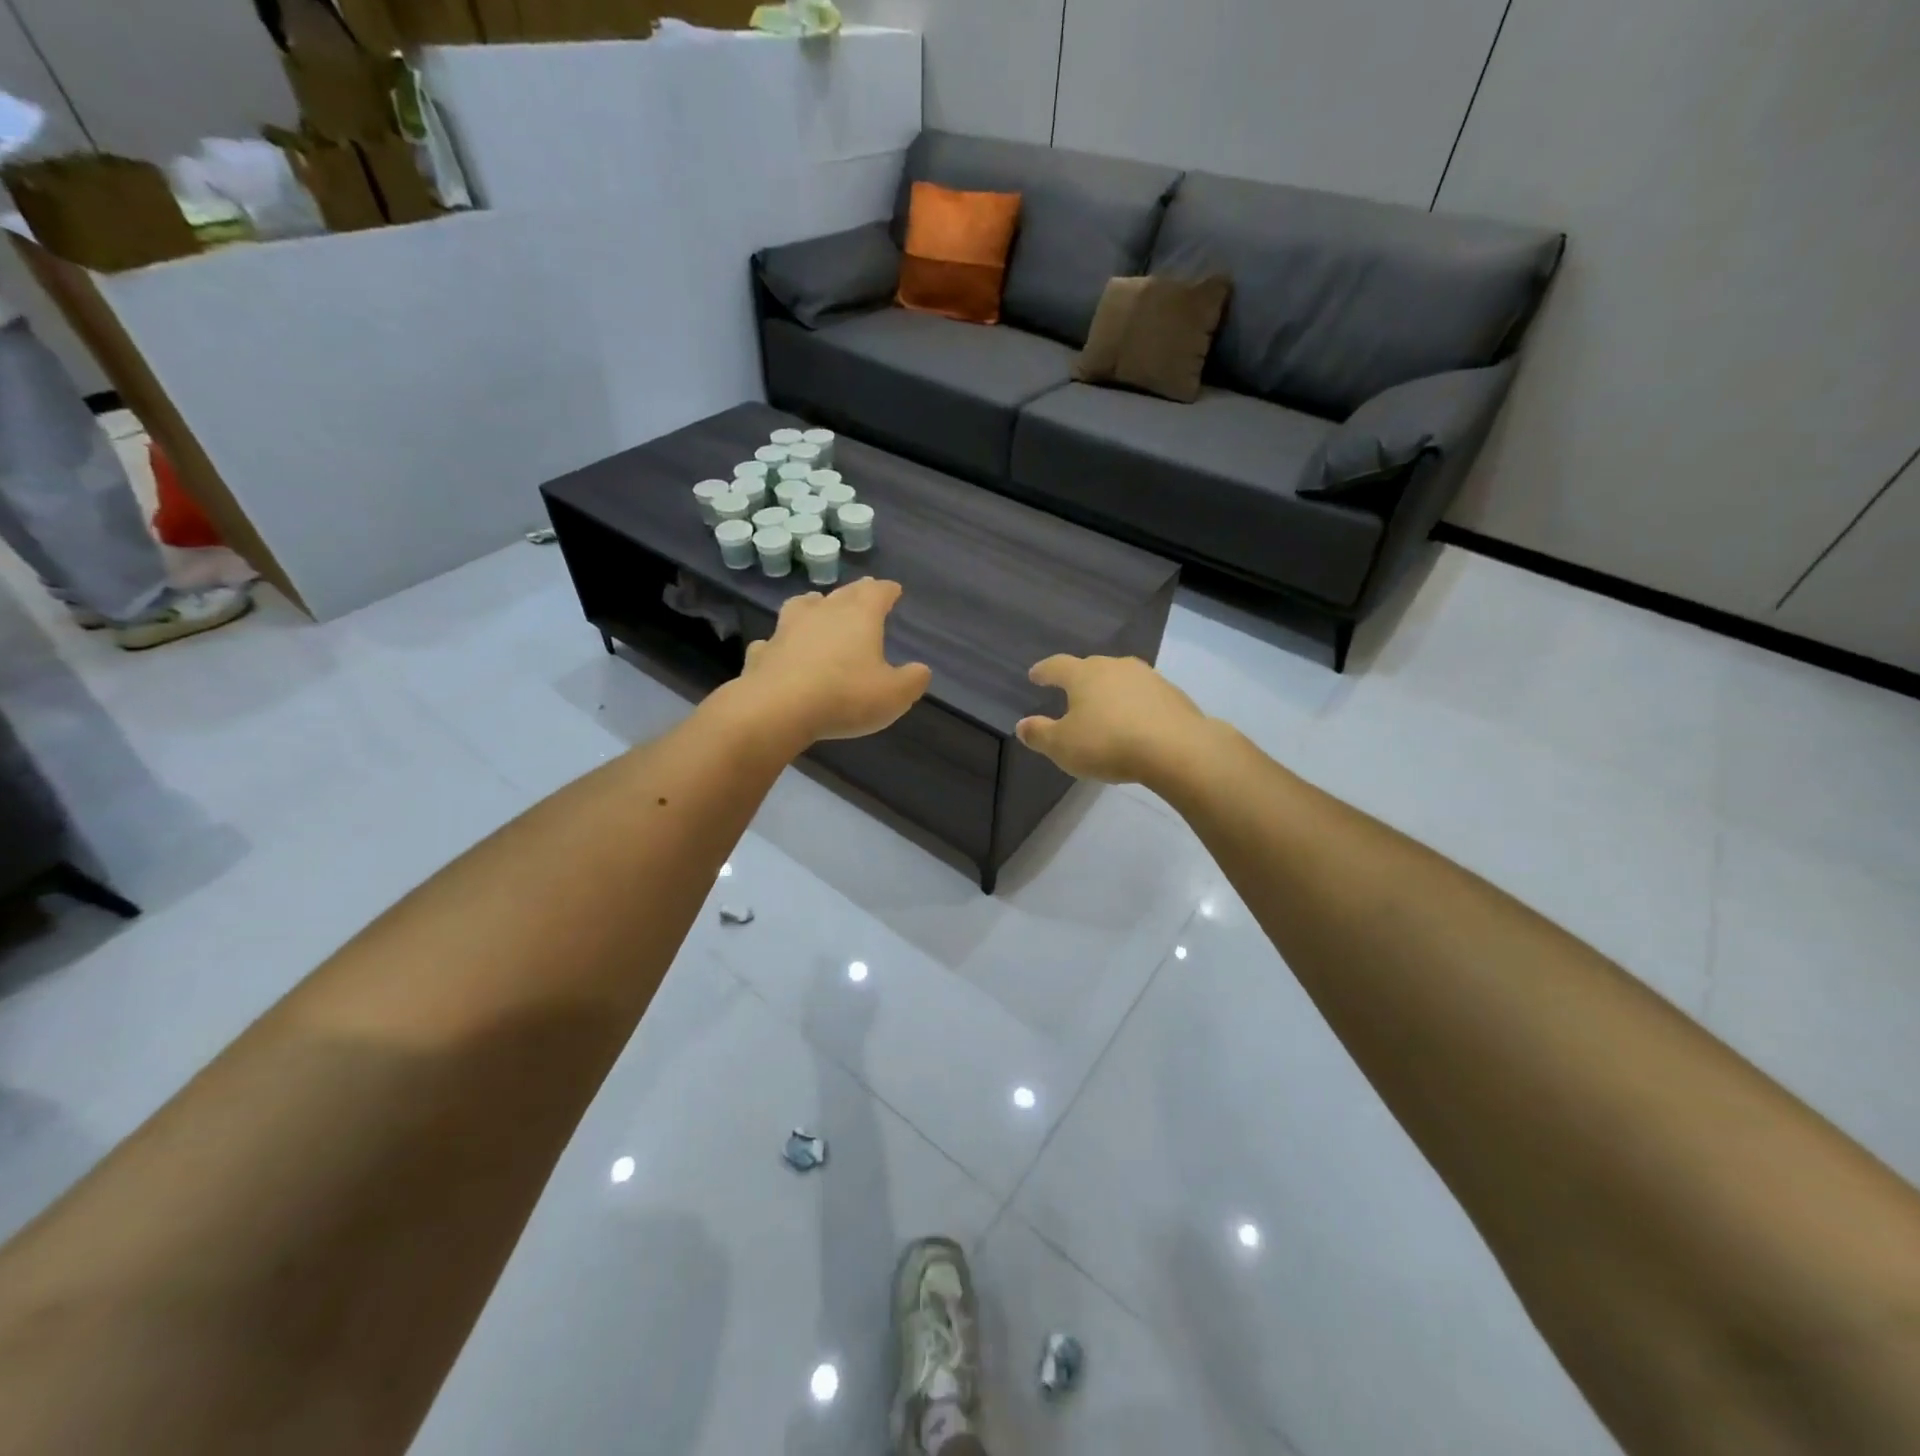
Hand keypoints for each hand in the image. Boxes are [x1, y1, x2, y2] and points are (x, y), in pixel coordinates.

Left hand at [730, 578, 930, 744]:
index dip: (887, 590)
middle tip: (863, 592)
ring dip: (813, 605)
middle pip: (842, 594)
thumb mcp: (894, 695)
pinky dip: (780, 643)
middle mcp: (823, 613)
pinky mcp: (763, 652)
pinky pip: (773, 641)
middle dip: (856, 593)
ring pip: (802, 606)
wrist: (778, 709)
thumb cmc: (845, 696)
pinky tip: (780, 650)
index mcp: (859, 616)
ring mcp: (788, 629)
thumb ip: (912, 680)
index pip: (877, 592)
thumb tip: (920, 670)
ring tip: (817, 606)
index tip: (894, 590)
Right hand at [1015, 654, 1207, 784]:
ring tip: (1105, 708)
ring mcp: (1148, 677)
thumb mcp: (1063, 746)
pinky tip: (1135, 723)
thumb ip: (1039, 734)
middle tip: (1071, 692)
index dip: (1044, 671)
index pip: (1057, 666)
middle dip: (1079, 679)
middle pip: (1091, 667)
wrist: (1176, 749)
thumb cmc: (1108, 744)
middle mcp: (1115, 667)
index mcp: (1084, 674)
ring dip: (1110, 691)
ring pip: (1121, 679)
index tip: (1035, 675)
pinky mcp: (1173, 695)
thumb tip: (1022, 725)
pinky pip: (1144, 696)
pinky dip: (1135, 705)